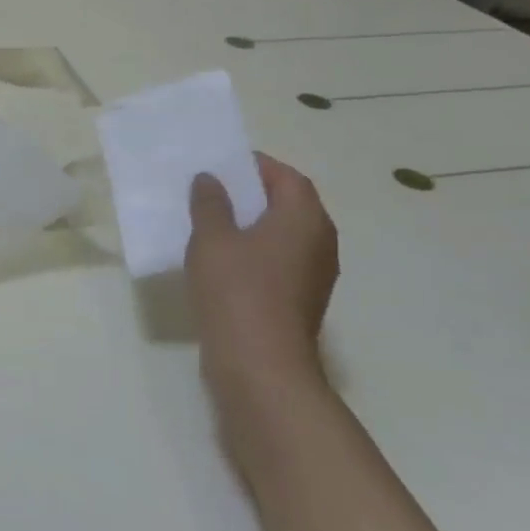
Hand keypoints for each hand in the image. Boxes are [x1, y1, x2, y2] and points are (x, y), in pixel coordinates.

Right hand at [186, 154, 338, 390]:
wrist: (259, 365)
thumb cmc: (237, 290)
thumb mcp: (212, 239)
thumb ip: (210, 203)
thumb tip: (210, 180)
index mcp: (305, 217)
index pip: (286, 176)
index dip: (254, 166)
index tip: (221, 165)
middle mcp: (320, 241)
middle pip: (288, 205)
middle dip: (251, 196)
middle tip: (211, 192)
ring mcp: (314, 275)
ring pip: (282, 236)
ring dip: (251, 227)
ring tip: (210, 226)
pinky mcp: (300, 301)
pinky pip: (278, 263)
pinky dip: (254, 255)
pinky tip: (221, 263)